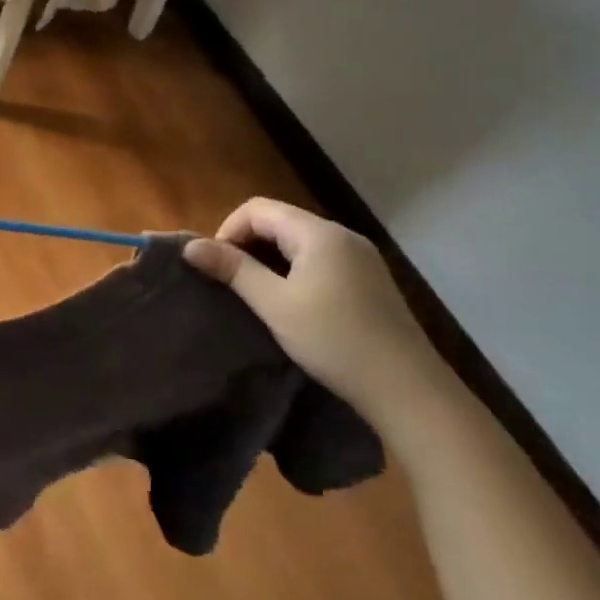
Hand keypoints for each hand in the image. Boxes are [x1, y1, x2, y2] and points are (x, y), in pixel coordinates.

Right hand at [184, 198, 457, 429]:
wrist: (409, 391)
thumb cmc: (334, 341)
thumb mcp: (274, 305)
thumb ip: (232, 269)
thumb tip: (189, 246)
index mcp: (319, 233)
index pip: (258, 208)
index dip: (228, 230)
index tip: (217, 266)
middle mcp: (342, 236)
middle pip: (279, 221)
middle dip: (247, 244)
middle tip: (231, 281)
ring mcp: (361, 259)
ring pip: (299, 242)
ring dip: (270, 259)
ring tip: (257, 294)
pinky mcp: (370, 282)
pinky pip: (320, 260)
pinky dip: (295, 271)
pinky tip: (293, 304)